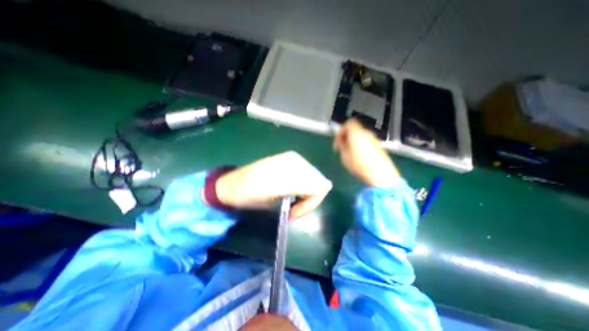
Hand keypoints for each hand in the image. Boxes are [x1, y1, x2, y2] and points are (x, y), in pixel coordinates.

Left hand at [214, 151, 332, 219]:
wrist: (231, 185)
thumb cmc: (250, 196)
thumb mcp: (277, 199)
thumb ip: (304, 191)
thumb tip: (326, 186)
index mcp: (293, 169)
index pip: (319, 187)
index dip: (310, 204)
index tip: (293, 213)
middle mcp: (296, 159)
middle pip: (319, 182)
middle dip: (309, 199)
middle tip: (292, 208)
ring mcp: (293, 158)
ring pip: (314, 179)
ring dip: (306, 193)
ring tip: (290, 200)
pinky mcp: (288, 160)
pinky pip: (306, 175)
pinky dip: (303, 186)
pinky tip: (290, 190)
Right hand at [330, 120, 400, 186]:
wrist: (380, 173)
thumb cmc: (358, 164)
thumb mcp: (344, 155)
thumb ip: (341, 144)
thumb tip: (339, 138)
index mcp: (357, 133)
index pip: (348, 123)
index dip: (340, 131)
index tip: (337, 142)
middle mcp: (366, 133)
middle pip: (354, 130)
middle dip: (346, 137)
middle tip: (342, 148)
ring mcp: (374, 140)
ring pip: (360, 136)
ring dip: (353, 142)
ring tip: (350, 154)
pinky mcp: (379, 147)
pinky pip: (367, 142)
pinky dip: (360, 146)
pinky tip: (359, 157)